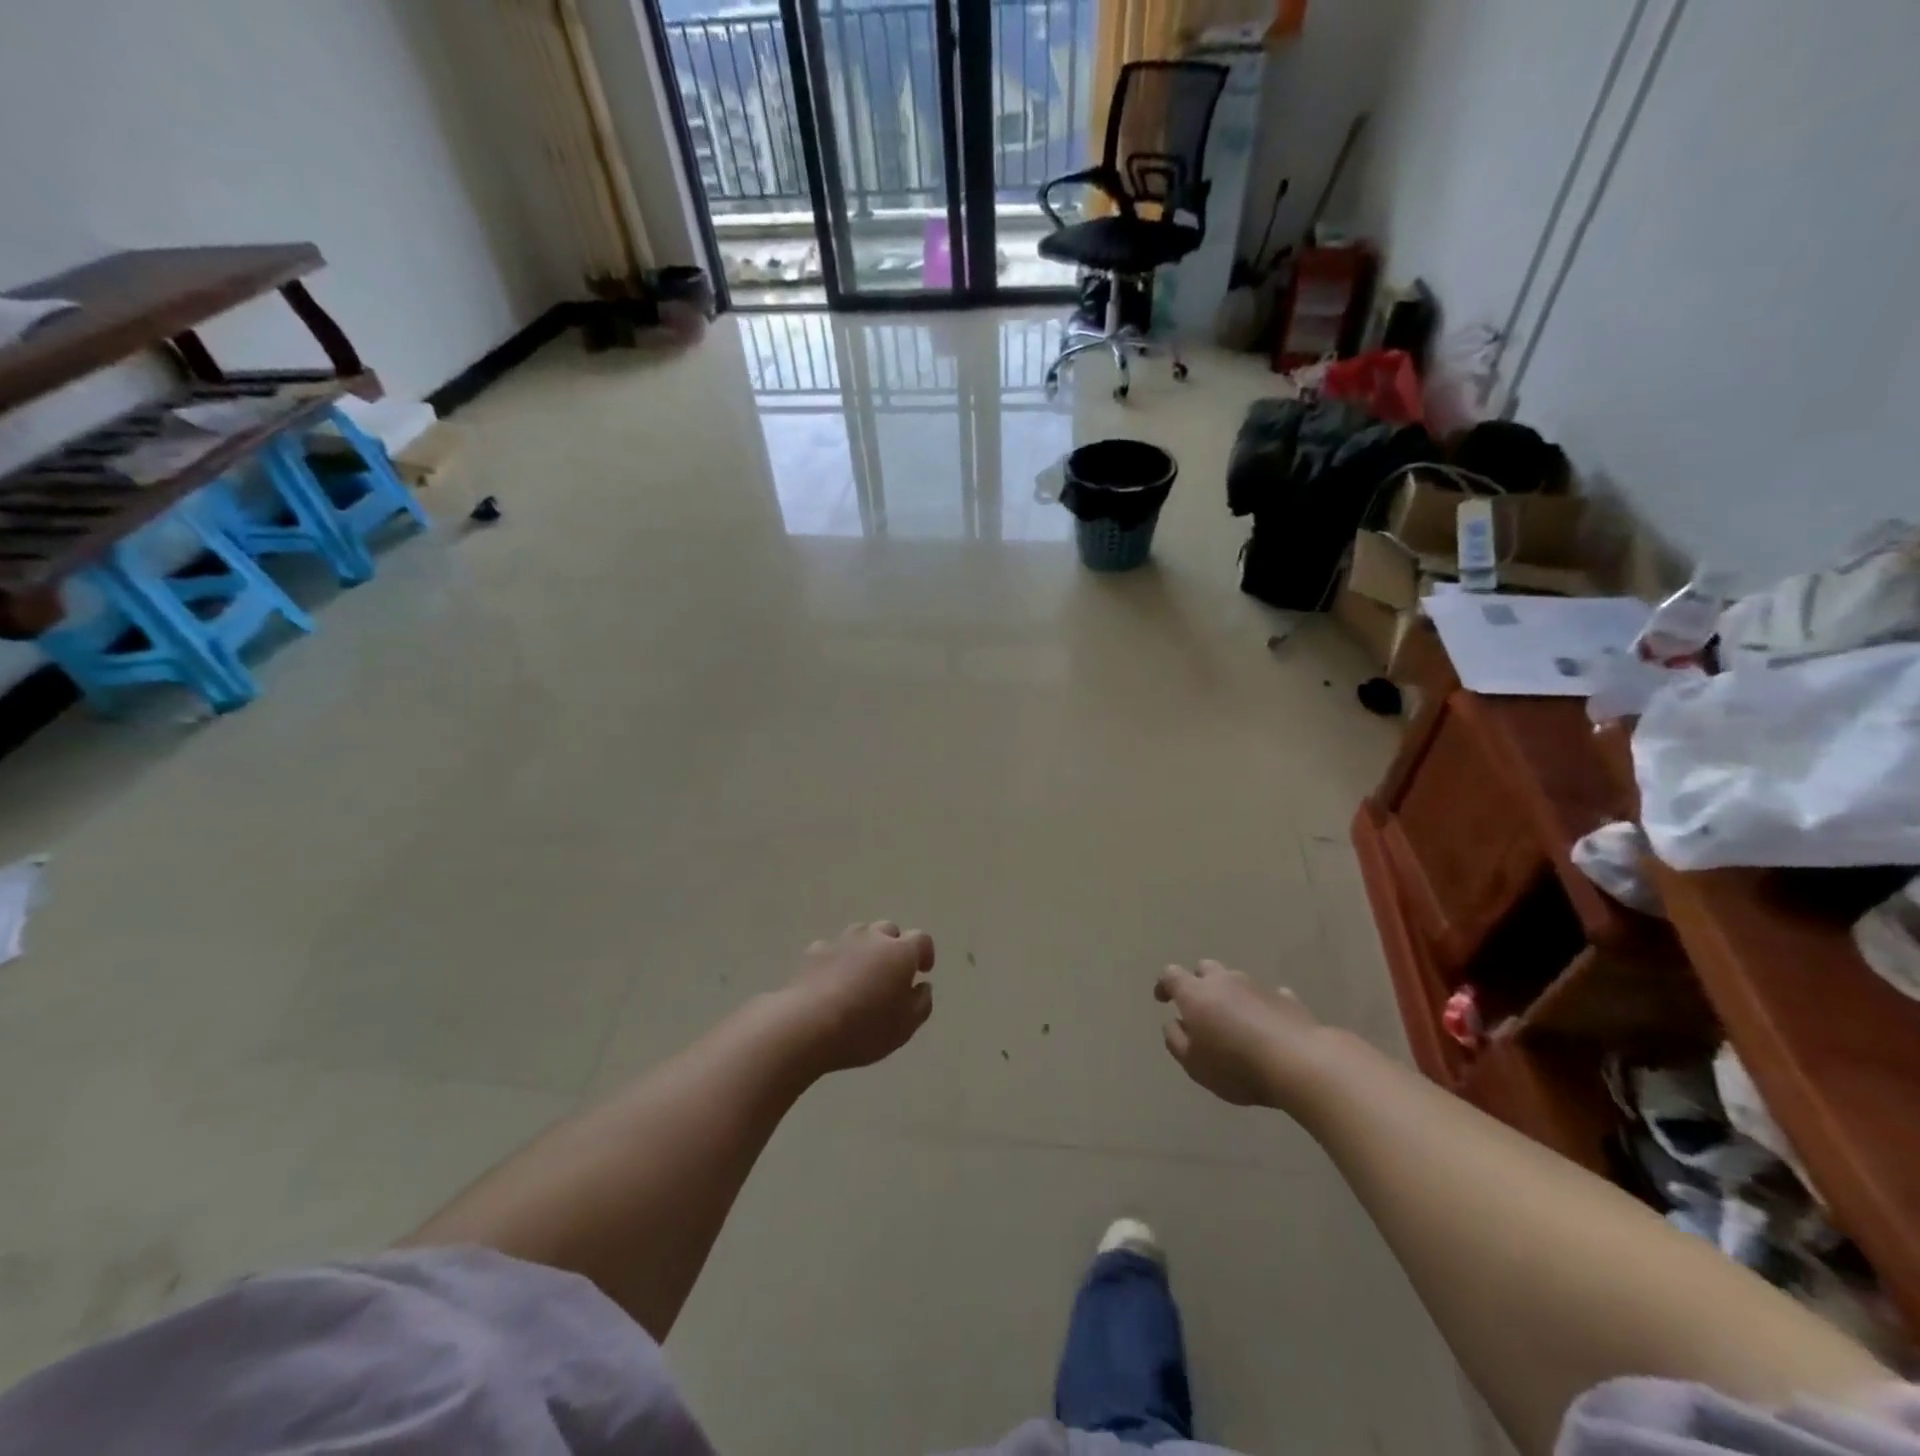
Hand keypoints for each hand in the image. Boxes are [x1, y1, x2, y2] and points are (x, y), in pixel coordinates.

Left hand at [784, 922, 935, 1073]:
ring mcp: (841, 941)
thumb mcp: (906, 1026)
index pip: (921, 939)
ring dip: (866, 949)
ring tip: (862, 974)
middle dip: (894, 947)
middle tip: (892, 973)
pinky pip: (832, 950)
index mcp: (901, 952)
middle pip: (889, 931)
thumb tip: (922, 986)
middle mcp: (873, 938)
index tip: (923, 971)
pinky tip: (832, 981)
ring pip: (860, 935)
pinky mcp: (814, 952)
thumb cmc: (866, 1027)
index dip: (925, 953)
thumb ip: (921, 1002)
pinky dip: (837, 960)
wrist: (808, 1025)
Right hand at [1155, 960, 1322, 1107]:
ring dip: (1231, 995)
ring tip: (1235, 1022)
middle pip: (1205, 969)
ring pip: (1236, 981)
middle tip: (1200, 1008)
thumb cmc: (1236, 1066)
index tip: (1162, 999)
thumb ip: (1176, 1040)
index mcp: (1195, 994)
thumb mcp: (1193, 1064)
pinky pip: (1267, 996)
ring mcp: (1257, 987)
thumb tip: (1174, 1023)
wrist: (1299, 1063)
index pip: (1171, 975)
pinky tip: (1267, 1026)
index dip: (1164, 985)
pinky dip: (1261, 1006)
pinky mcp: (1287, 999)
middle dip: (1198, 983)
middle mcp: (1224, 981)